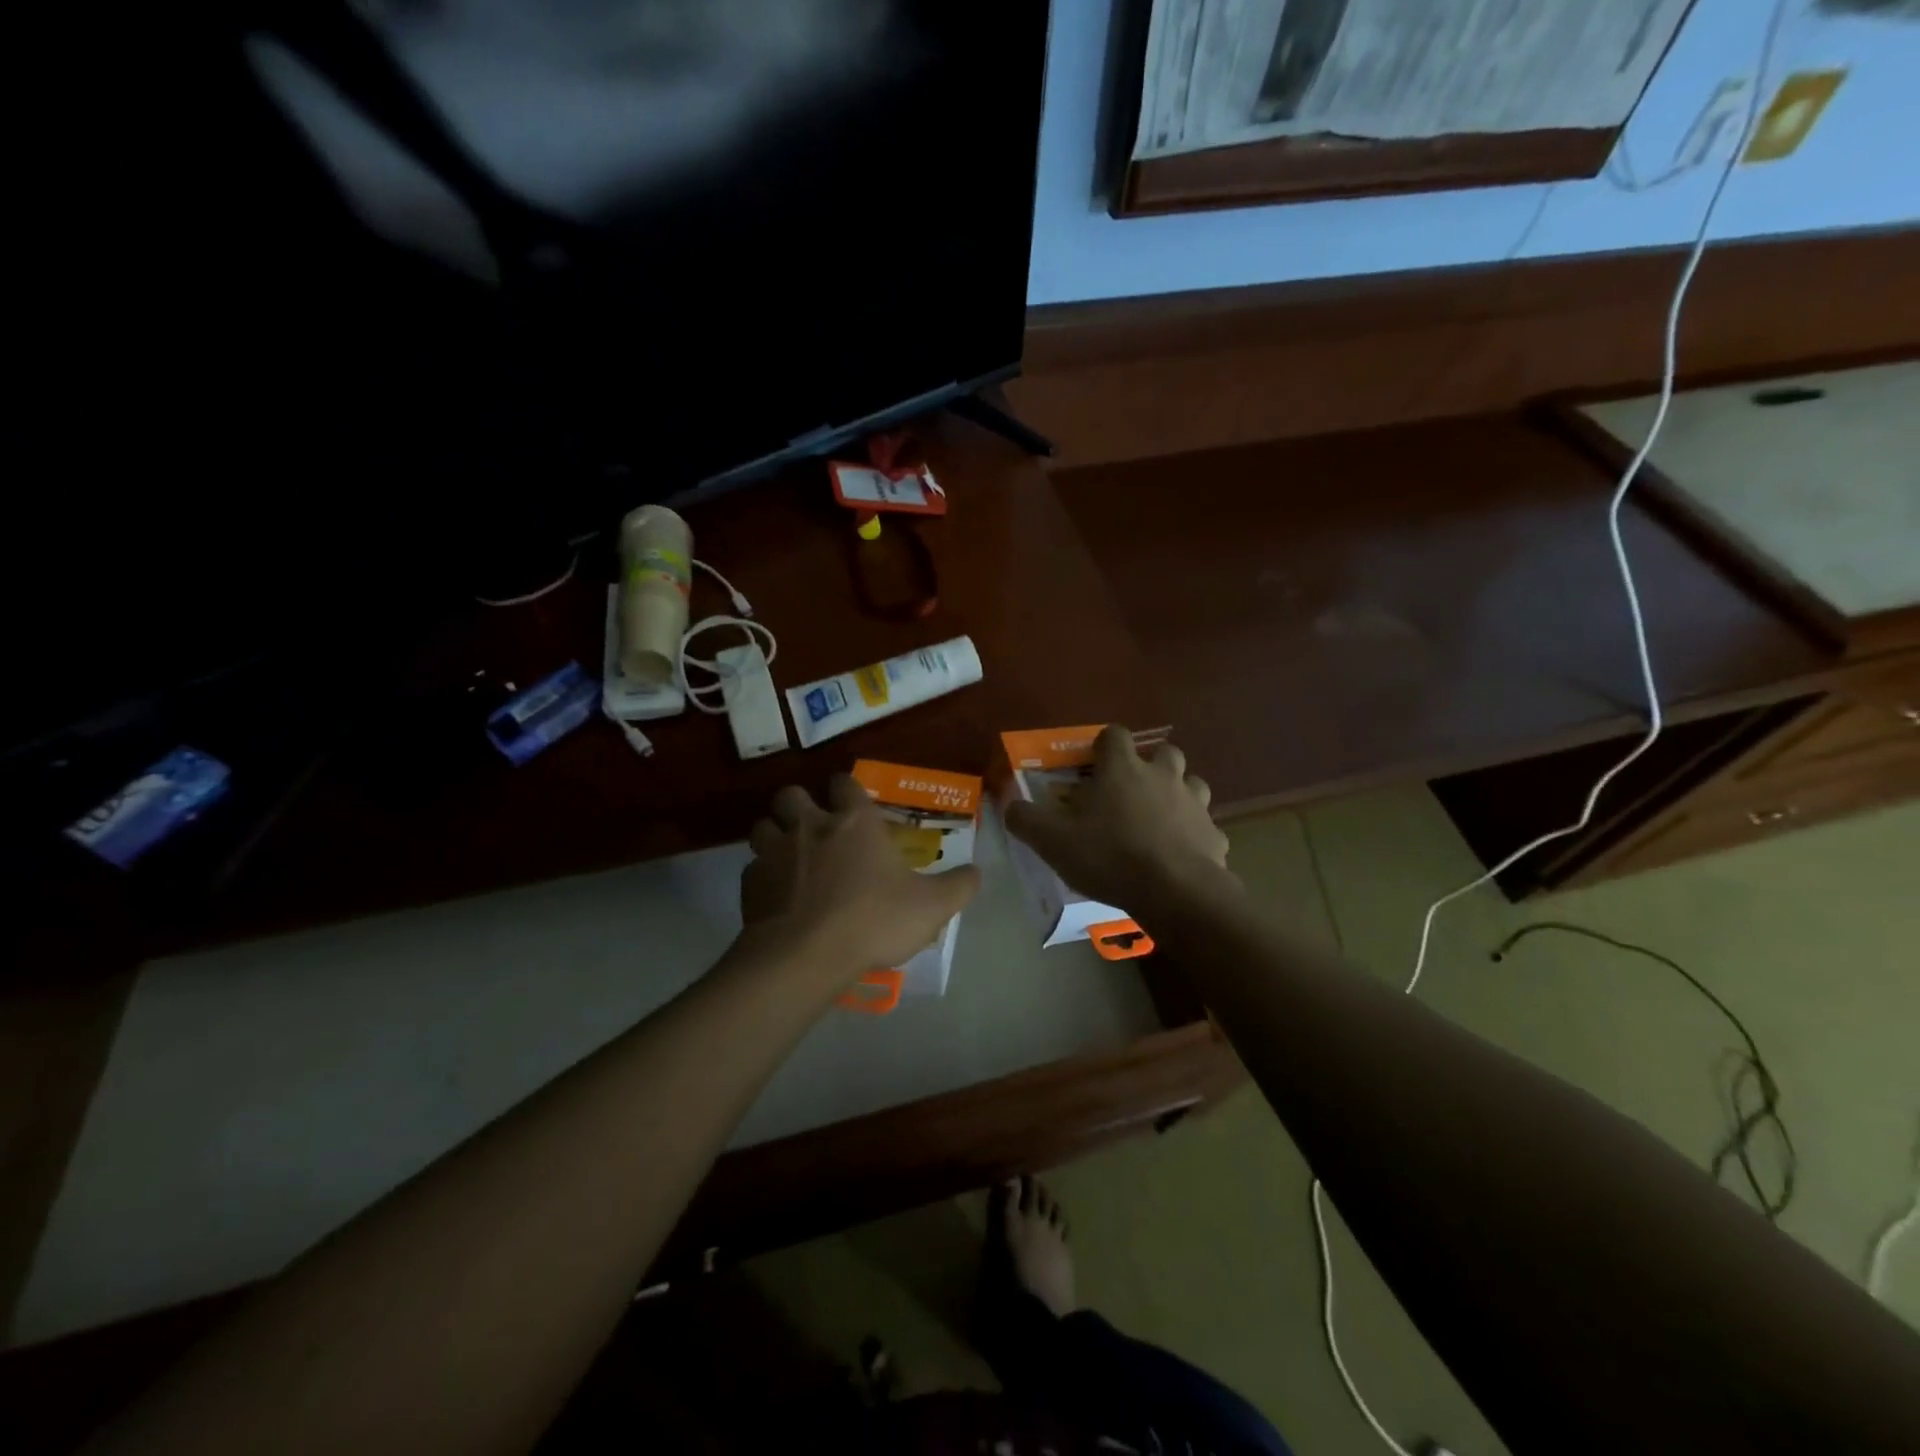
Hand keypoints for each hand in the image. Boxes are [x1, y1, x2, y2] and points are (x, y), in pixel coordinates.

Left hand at [741, 775, 980, 988]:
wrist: (805, 956)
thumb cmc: (873, 920)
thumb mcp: (932, 907)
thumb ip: (959, 886)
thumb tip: (977, 872)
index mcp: (855, 822)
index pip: (845, 783)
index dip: (848, 790)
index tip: (854, 805)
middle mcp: (811, 825)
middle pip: (793, 794)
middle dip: (801, 804)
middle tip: (816, 828)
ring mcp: (775, 852)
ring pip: (763, 825)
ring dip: (774, 835)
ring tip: (790, 857)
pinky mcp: (750, 883)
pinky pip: (753, 868)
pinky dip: (763, 876)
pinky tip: (778, 897)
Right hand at [1003, 726, 1228, 911]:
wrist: (1175, 891)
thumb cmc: (1110, 856)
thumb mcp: (1053, 841)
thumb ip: (1026, 820)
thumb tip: (1010, 807)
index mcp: (1123, 769)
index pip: (1115, 734)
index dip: (1104, 745)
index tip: (1093, 764)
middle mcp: (1163, 776)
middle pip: (1164, 752)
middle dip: (1150, 765)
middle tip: (1131, 791)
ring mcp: (1194, 803)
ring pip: (1192, 784)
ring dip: (1177, 795)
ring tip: (1159, 819)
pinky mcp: (1214, 835)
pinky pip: (1204, 827)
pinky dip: (1194, 836)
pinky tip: (1180, 856)